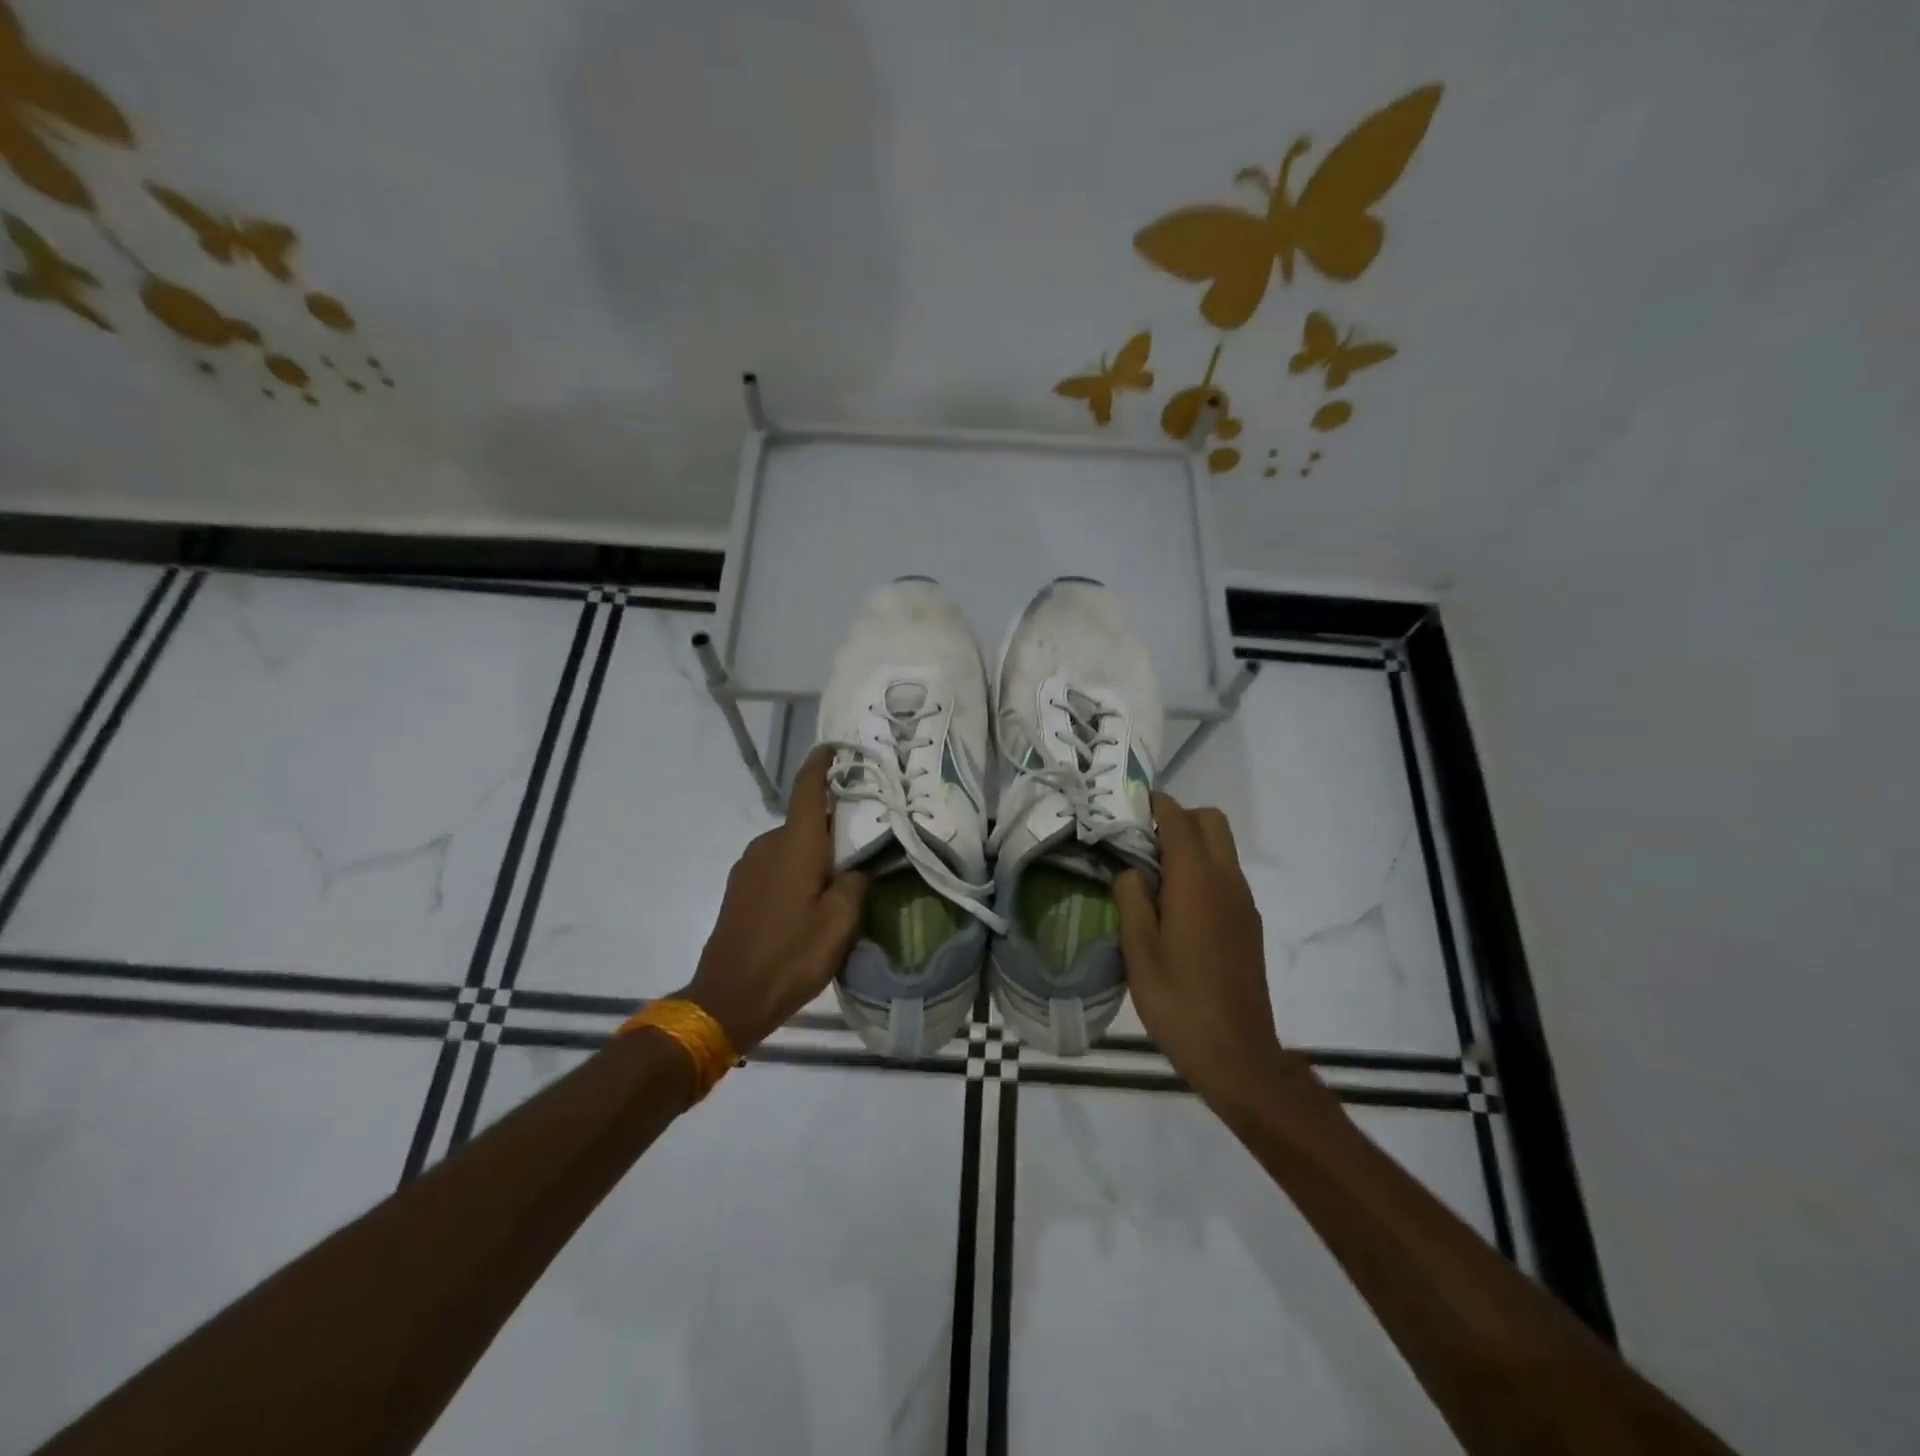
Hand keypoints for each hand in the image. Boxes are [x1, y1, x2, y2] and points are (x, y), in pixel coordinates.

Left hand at [681, 748, 869, 1052]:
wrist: (728, 998)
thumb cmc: (791, 955)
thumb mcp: (840, 922)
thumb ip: (856, 882)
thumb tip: (860, 862)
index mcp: (795, 844)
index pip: (808, 787)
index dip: (822, 762)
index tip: (839, 748)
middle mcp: (768, 844)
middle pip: (806, 819)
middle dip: (834, 822)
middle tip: (866, 838)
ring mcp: (748, 866)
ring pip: (791, 844)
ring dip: (815, 851)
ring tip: (842, 876)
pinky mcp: (739, 888)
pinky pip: (776, 863)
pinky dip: (797, 868)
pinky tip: (811, 899)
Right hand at [1114, 792, 1285, 1102]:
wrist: (1236, 1054)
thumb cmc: (1178, 1001)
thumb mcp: (1138, 950)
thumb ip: (1131, 898)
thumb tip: (1129, 871)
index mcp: (1197, 881)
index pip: (1179, 819)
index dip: (1154, 804)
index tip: (1126, 806)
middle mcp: (1227, 881)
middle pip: (1210, 821)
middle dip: (1177, 818)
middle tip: (1141, 842)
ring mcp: (1243, 902)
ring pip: (1222, 847)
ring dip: (1191, 844)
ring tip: (1153, 874)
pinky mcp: (1249, 923)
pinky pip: (1226, 875)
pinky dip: (1202, 869)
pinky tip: (1176, 905)